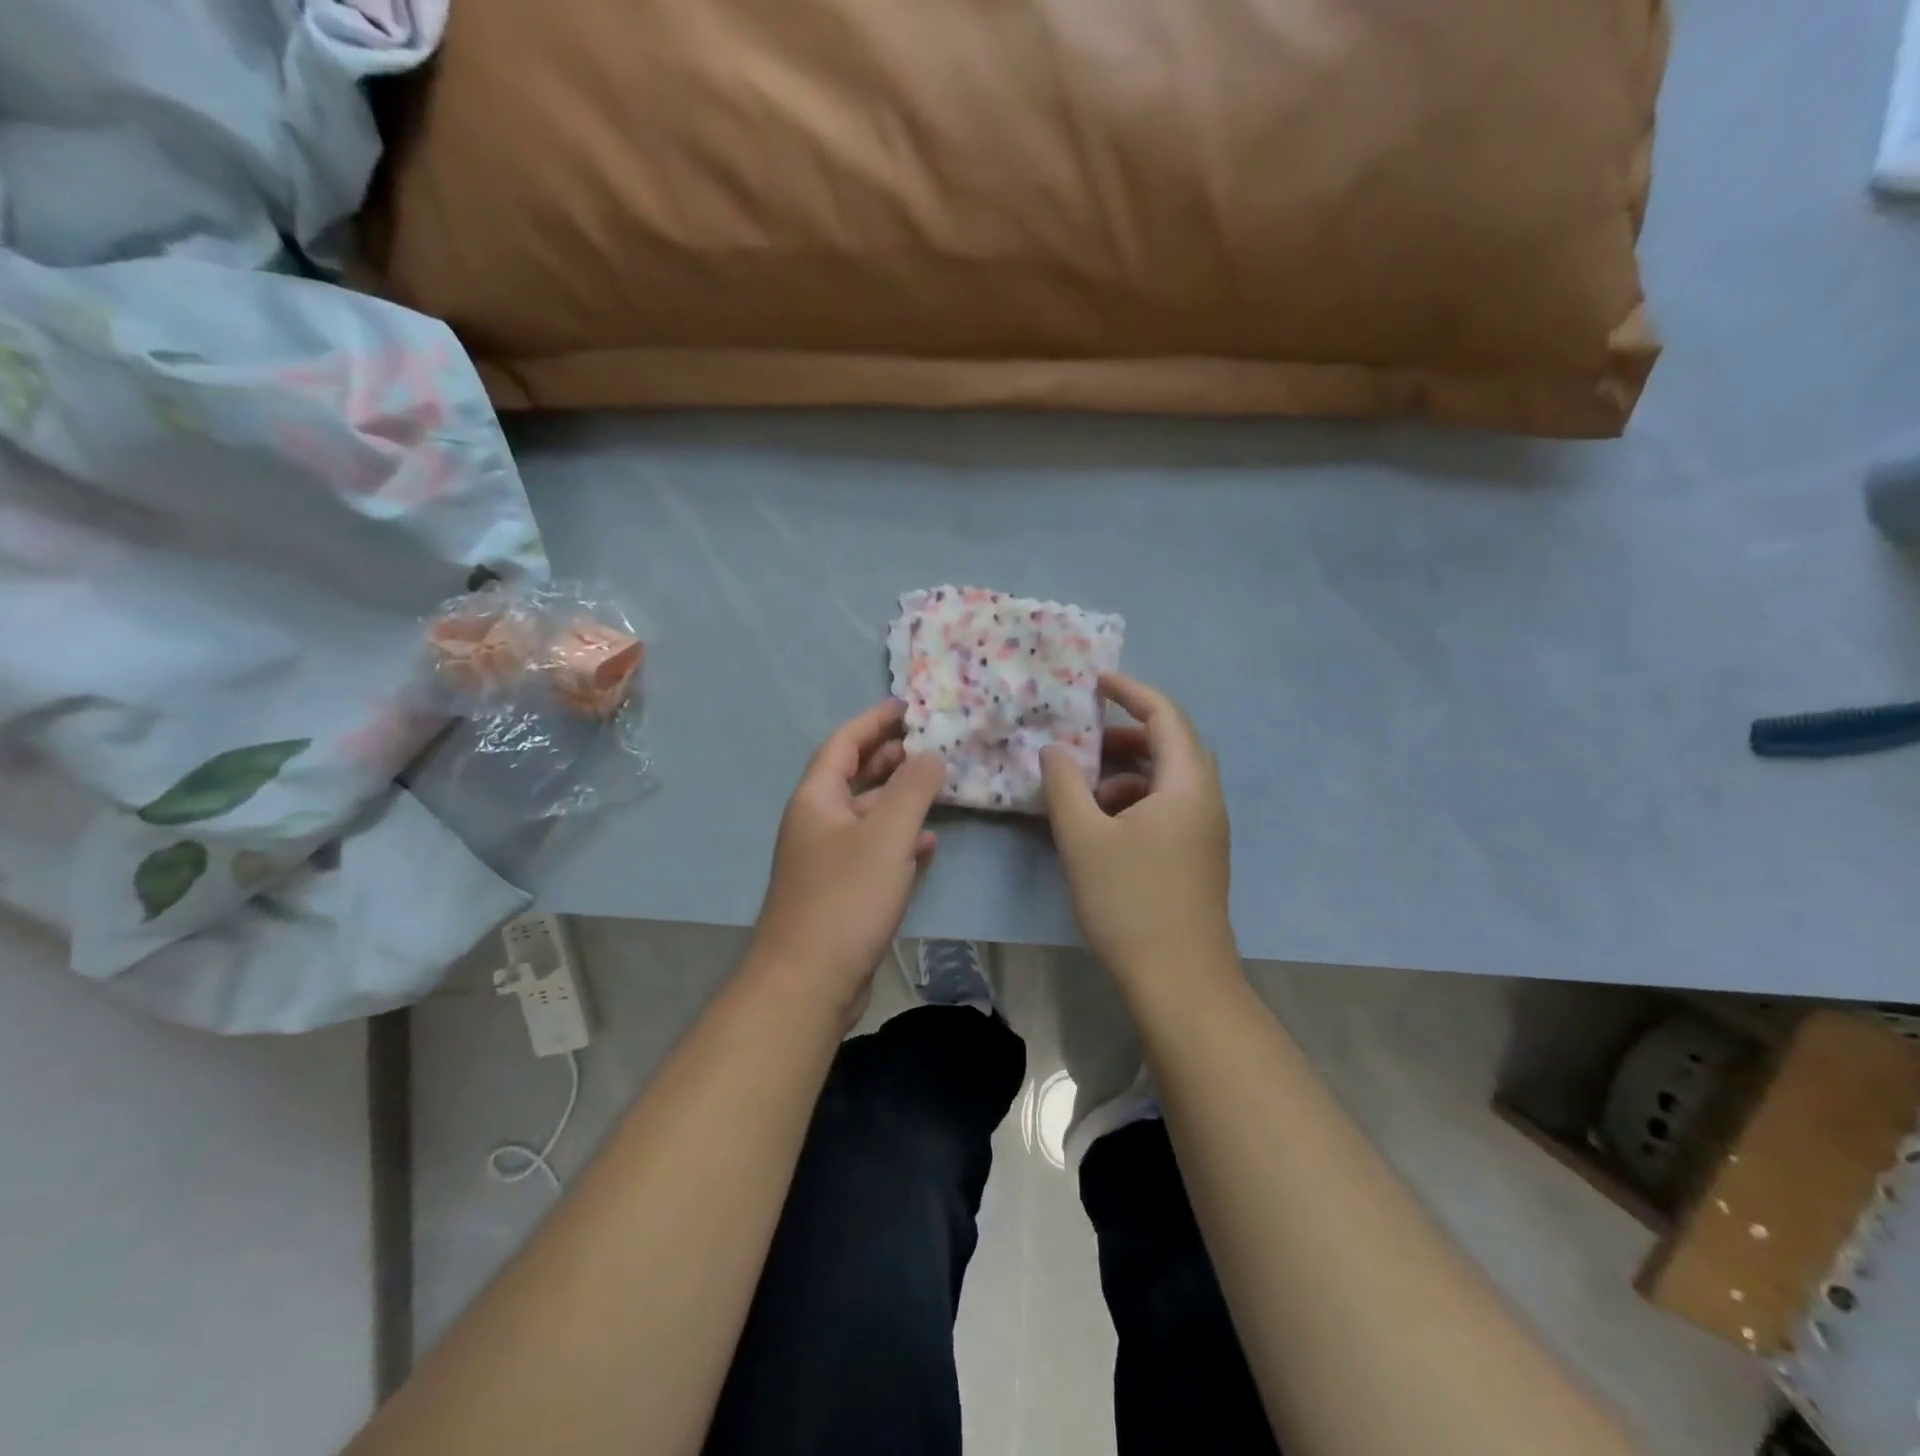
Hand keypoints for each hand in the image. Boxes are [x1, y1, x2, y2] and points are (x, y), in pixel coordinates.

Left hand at [749, 700, 943, 1016]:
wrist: (809, 982)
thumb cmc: (845, 898)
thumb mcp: (887, 835)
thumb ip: (913, 789)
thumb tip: (931, 755)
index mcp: (816, 800)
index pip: (844, 743)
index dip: (873, 720)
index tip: (906, 706)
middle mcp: (817, 824)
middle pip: (853, 776)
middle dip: (887, 756)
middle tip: (925, 742)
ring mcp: (827, 860)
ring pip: (866, 815)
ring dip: (897, 797)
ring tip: (934, 785)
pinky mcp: (842, 893)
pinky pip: (874, 851)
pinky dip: (899, 840)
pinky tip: (927, 843)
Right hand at [1041, 673, 1235, 994]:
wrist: (1179, 980)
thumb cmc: (1130, 901)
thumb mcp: (1083, 838)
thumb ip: (1064, 784)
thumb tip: (1053, 748)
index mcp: (1186, 784)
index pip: (1164, 715)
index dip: (1130, 690)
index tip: (1094, 682)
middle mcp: (1204, 798)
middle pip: (1169, 744)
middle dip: (1124, 734)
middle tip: (1083, 738)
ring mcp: (1205, 829)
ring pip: (1166, 779)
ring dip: (1125, 772)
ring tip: (1083, 791)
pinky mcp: (1197, 855)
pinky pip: (1167, 807)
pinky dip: (1133, 801)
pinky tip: (1101, 826)